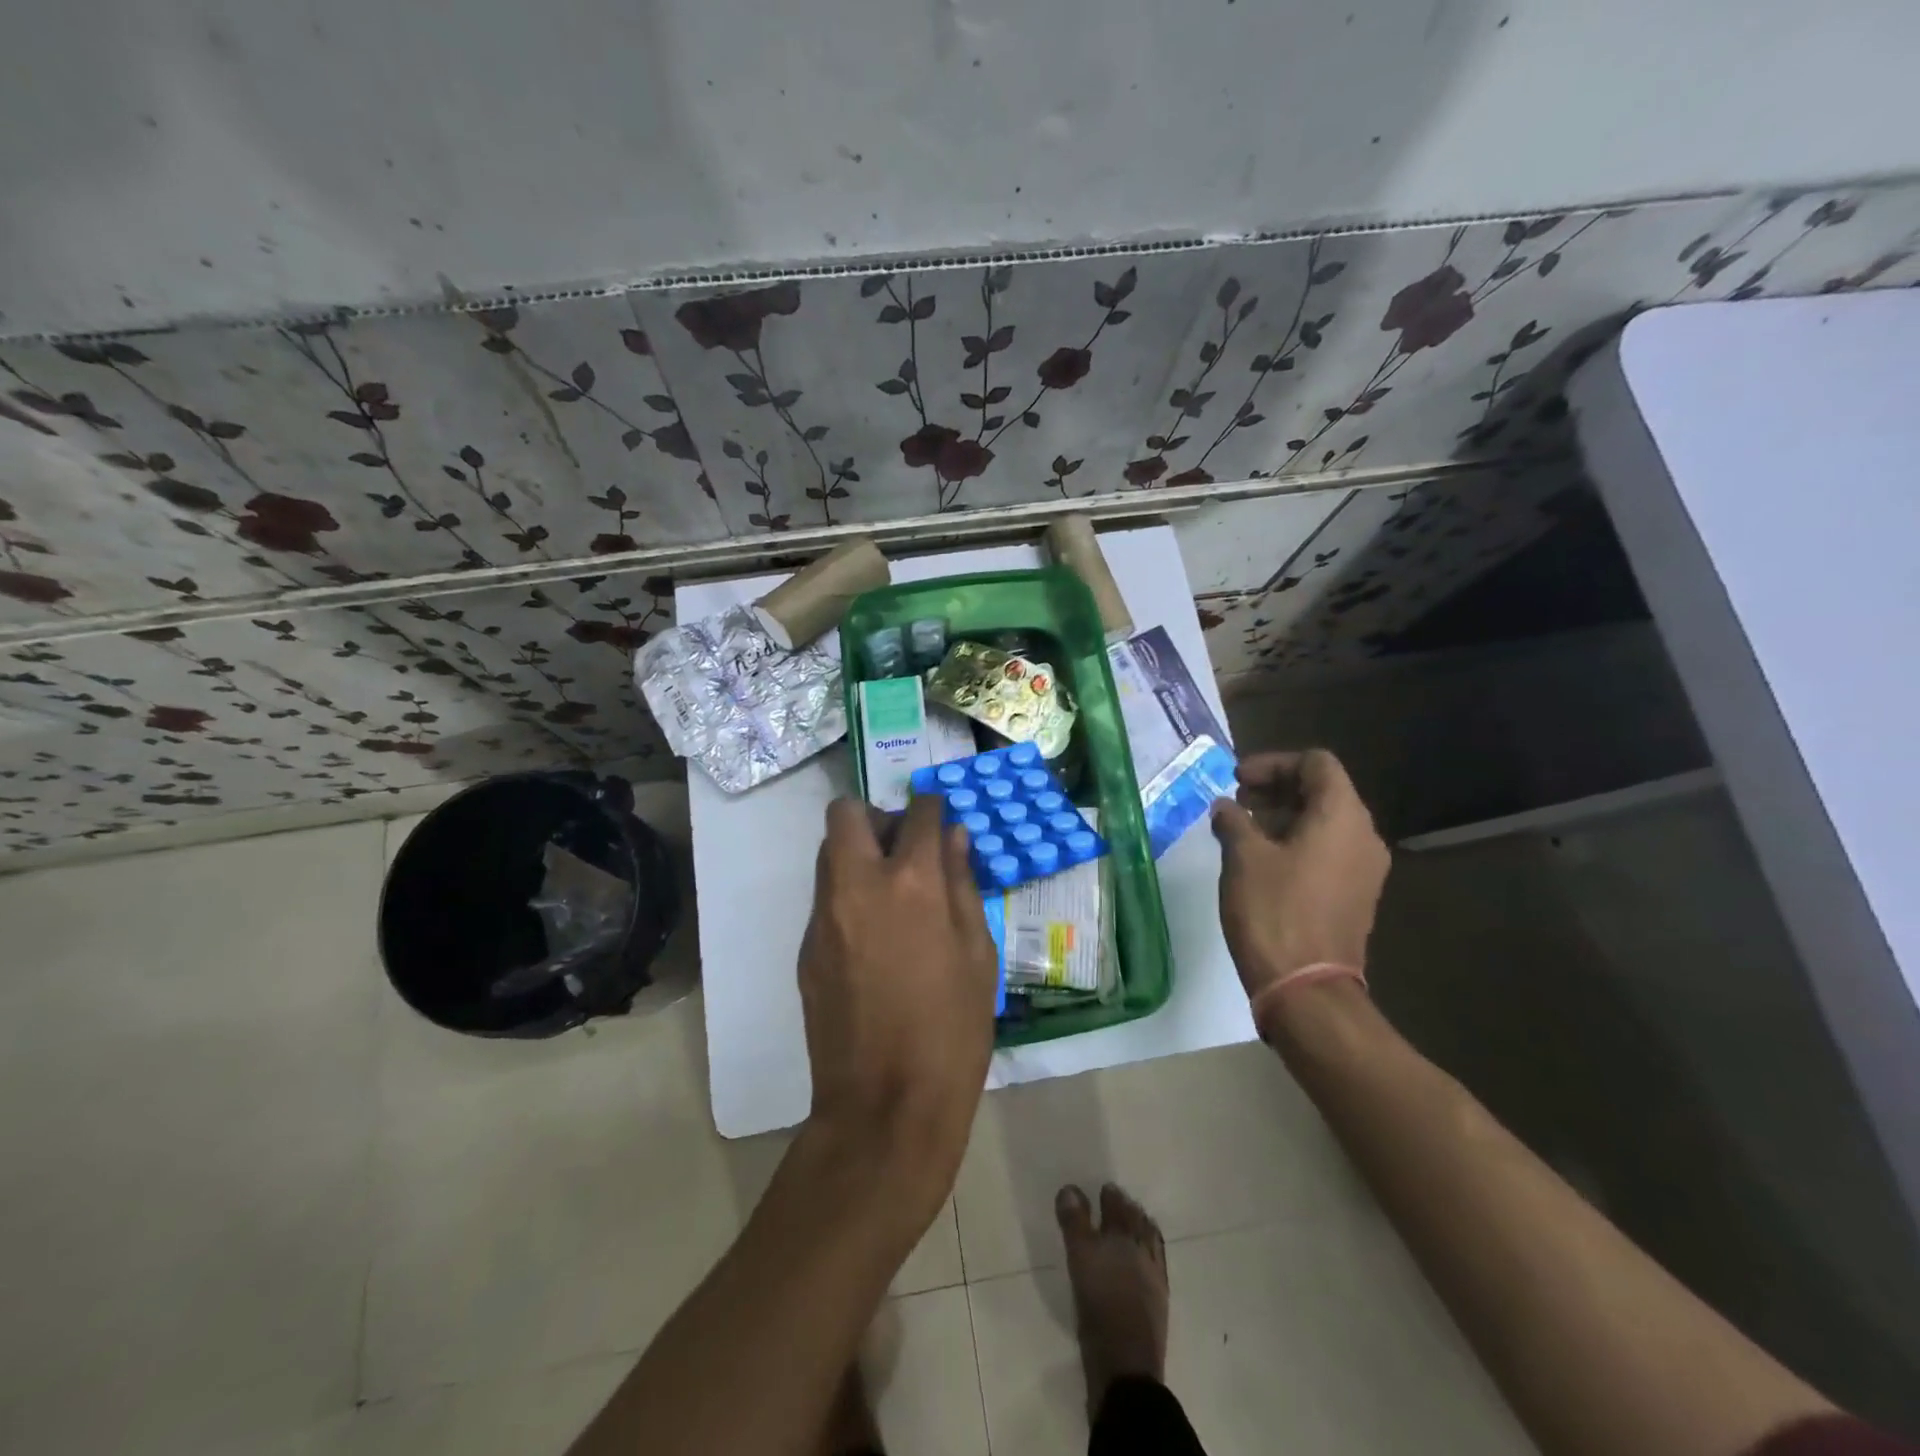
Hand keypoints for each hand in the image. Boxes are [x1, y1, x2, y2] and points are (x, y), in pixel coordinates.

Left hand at [797, 795, 998, 1219]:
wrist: (885, 1107)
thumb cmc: (952, 1031)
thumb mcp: (978, 955)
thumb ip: (963, 885)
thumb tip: (953, 838)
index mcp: (911, 883)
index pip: (918, 813)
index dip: (934, 808)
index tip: (941, 821)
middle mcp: (857, 885)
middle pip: (847, 814)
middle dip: (877, 817)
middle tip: (905, 850)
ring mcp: (823, 917)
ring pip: (830, 854)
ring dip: (859, 854)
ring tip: (892, 894)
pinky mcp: (805, 948)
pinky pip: (826, 898)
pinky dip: (849, 896)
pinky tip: (875, 940)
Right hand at [1210, 749, 1389, 1006]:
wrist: (1306, 988)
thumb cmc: (1273, 911)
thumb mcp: (1243, 857)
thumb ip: (1234, 820)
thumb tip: (1226, 808)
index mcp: (1342, 817)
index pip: (1316, 764)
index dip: (1274, 763)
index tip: (1237, 780)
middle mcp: (1363, 836)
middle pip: (1323, 791)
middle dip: (1276, 789)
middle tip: (1235, 802)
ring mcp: (1364, 869)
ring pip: (1325, 822)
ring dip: (1283, 817)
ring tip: (1242, 830)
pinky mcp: (1355, 895)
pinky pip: (1328, 851)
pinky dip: (1296, 842)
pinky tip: (1261, 860)